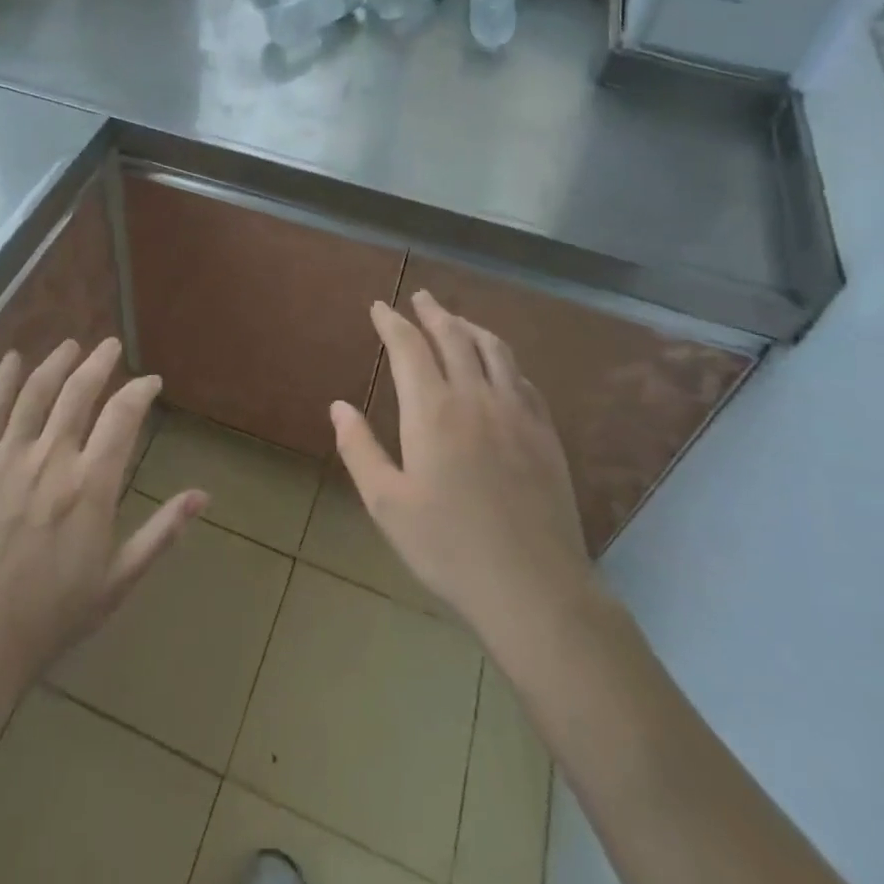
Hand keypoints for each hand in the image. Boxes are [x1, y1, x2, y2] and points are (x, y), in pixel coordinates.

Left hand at [0, 338, 205, 704]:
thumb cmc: (48, 619)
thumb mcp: (116, 582)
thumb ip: (161, 533)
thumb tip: (202, 495)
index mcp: (91, 486)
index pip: (123, 416)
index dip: (140, 391)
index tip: (150, 382)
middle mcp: (52, 459)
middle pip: (80, 391)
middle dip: (100, 362)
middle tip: (111, 345)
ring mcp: (6, 459)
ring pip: (36, 392)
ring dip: (57, 362)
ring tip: (71, 345)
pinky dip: (2, 380)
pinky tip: (13, 359)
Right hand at [331, 291, 593, 646]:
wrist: (533, 586)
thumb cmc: (448, 547)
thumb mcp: (387, 503)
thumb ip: (359, 449)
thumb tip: (338, 406)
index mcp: (432, 410)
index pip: (408, 347)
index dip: (391, 322)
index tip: (379, 307)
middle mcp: (475, 397)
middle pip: (453, 337)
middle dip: (432, 312)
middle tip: (419, 297)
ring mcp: (516, 411)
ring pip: (493, 349)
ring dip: (470, 326)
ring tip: (456, 319)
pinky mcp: (545, 432)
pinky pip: (522, 378)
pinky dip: (503, 359)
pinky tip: (500, 365)